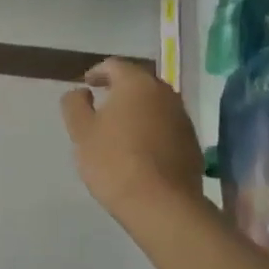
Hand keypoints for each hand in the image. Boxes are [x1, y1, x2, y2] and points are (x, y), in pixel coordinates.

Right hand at [60, 58, 205, 215]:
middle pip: (139, 82)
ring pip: (156, 105)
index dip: (98, 72)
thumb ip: (75, 105)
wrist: (161, 204)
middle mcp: (164, 93)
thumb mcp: (81, 132)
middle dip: (121, 90)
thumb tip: (80, 92)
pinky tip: (141, 150)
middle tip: (103, 105)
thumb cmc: (113, 161)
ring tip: (121, 129)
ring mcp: (182, 118)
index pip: (114, 65)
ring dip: (138, 110)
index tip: (87, 84)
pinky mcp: (192, 142)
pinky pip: (167, 126)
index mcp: (136, 83)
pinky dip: (153, 129)